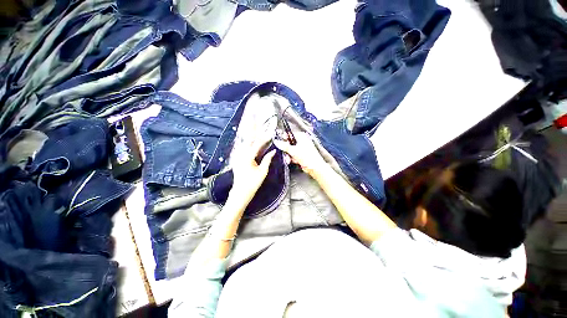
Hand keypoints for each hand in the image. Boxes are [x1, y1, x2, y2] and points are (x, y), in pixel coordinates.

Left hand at [230, 131, 275, 205]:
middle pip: (248, 139)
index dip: (264, 137)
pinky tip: (248, 137)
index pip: (257, 144)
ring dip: (249, 133)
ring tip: (251, 124)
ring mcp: (238, 156)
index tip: (269, 131)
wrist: (240, 192)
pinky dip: (246, 140)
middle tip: (254, 118)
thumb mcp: (262, 172)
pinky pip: (242, 147)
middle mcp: (241, 154)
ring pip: (244, 142)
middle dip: (252, 128)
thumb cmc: (252, 183)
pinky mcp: (237, 158)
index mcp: (248, 157)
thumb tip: (273, 151)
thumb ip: (267, 160)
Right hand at [274, 132, 325, 176]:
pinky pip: (294, 155)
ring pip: (291, 150)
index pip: (290, 134)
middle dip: (286, 149)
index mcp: (301, 136)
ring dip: (288, 155)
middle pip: (290, 143)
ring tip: (288, 159)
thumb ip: (284, 146)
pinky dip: (292, 158)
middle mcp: (302, 141)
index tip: (279, 142)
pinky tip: (291, 161)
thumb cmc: (306, 156)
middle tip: (284, 152)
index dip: (284, 138)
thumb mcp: (293, 150)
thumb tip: (276, 141)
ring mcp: (302, 148)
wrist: (315, 167)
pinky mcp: (302, 155)